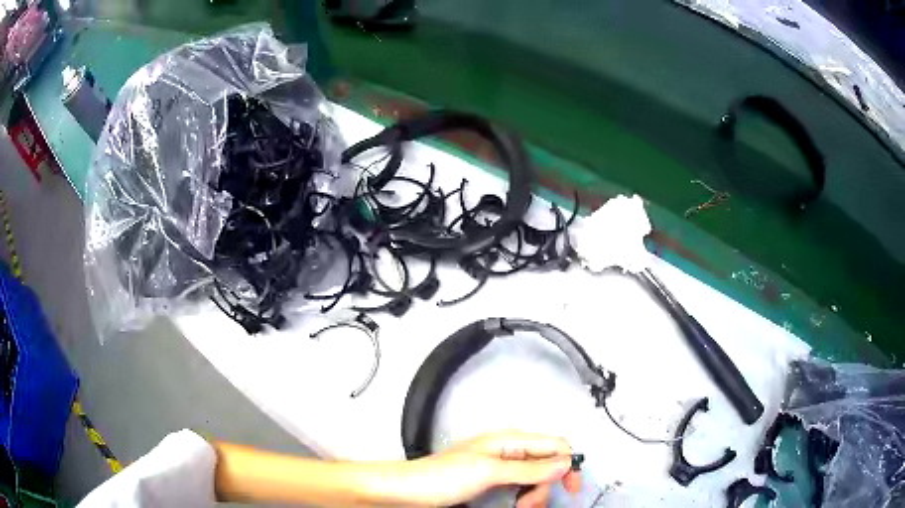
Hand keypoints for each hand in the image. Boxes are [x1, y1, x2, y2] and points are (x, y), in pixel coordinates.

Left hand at [406, 431, 580, 506]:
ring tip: (520, 507)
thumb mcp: (489, 472)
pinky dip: (523, 498)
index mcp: (509, 440)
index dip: (568, 464)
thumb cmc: (440, 477)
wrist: (408, 491)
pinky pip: (520, 487)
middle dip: (545, 486)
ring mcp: (500, 467)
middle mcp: (508, 451)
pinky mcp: (492, 482)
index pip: (555, 445)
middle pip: (547, 464)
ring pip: (535, 478)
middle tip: (529, 504)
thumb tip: (565, 462)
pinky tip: (515, 505)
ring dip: (534, 495)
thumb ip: (529, 468)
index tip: (572, 488)